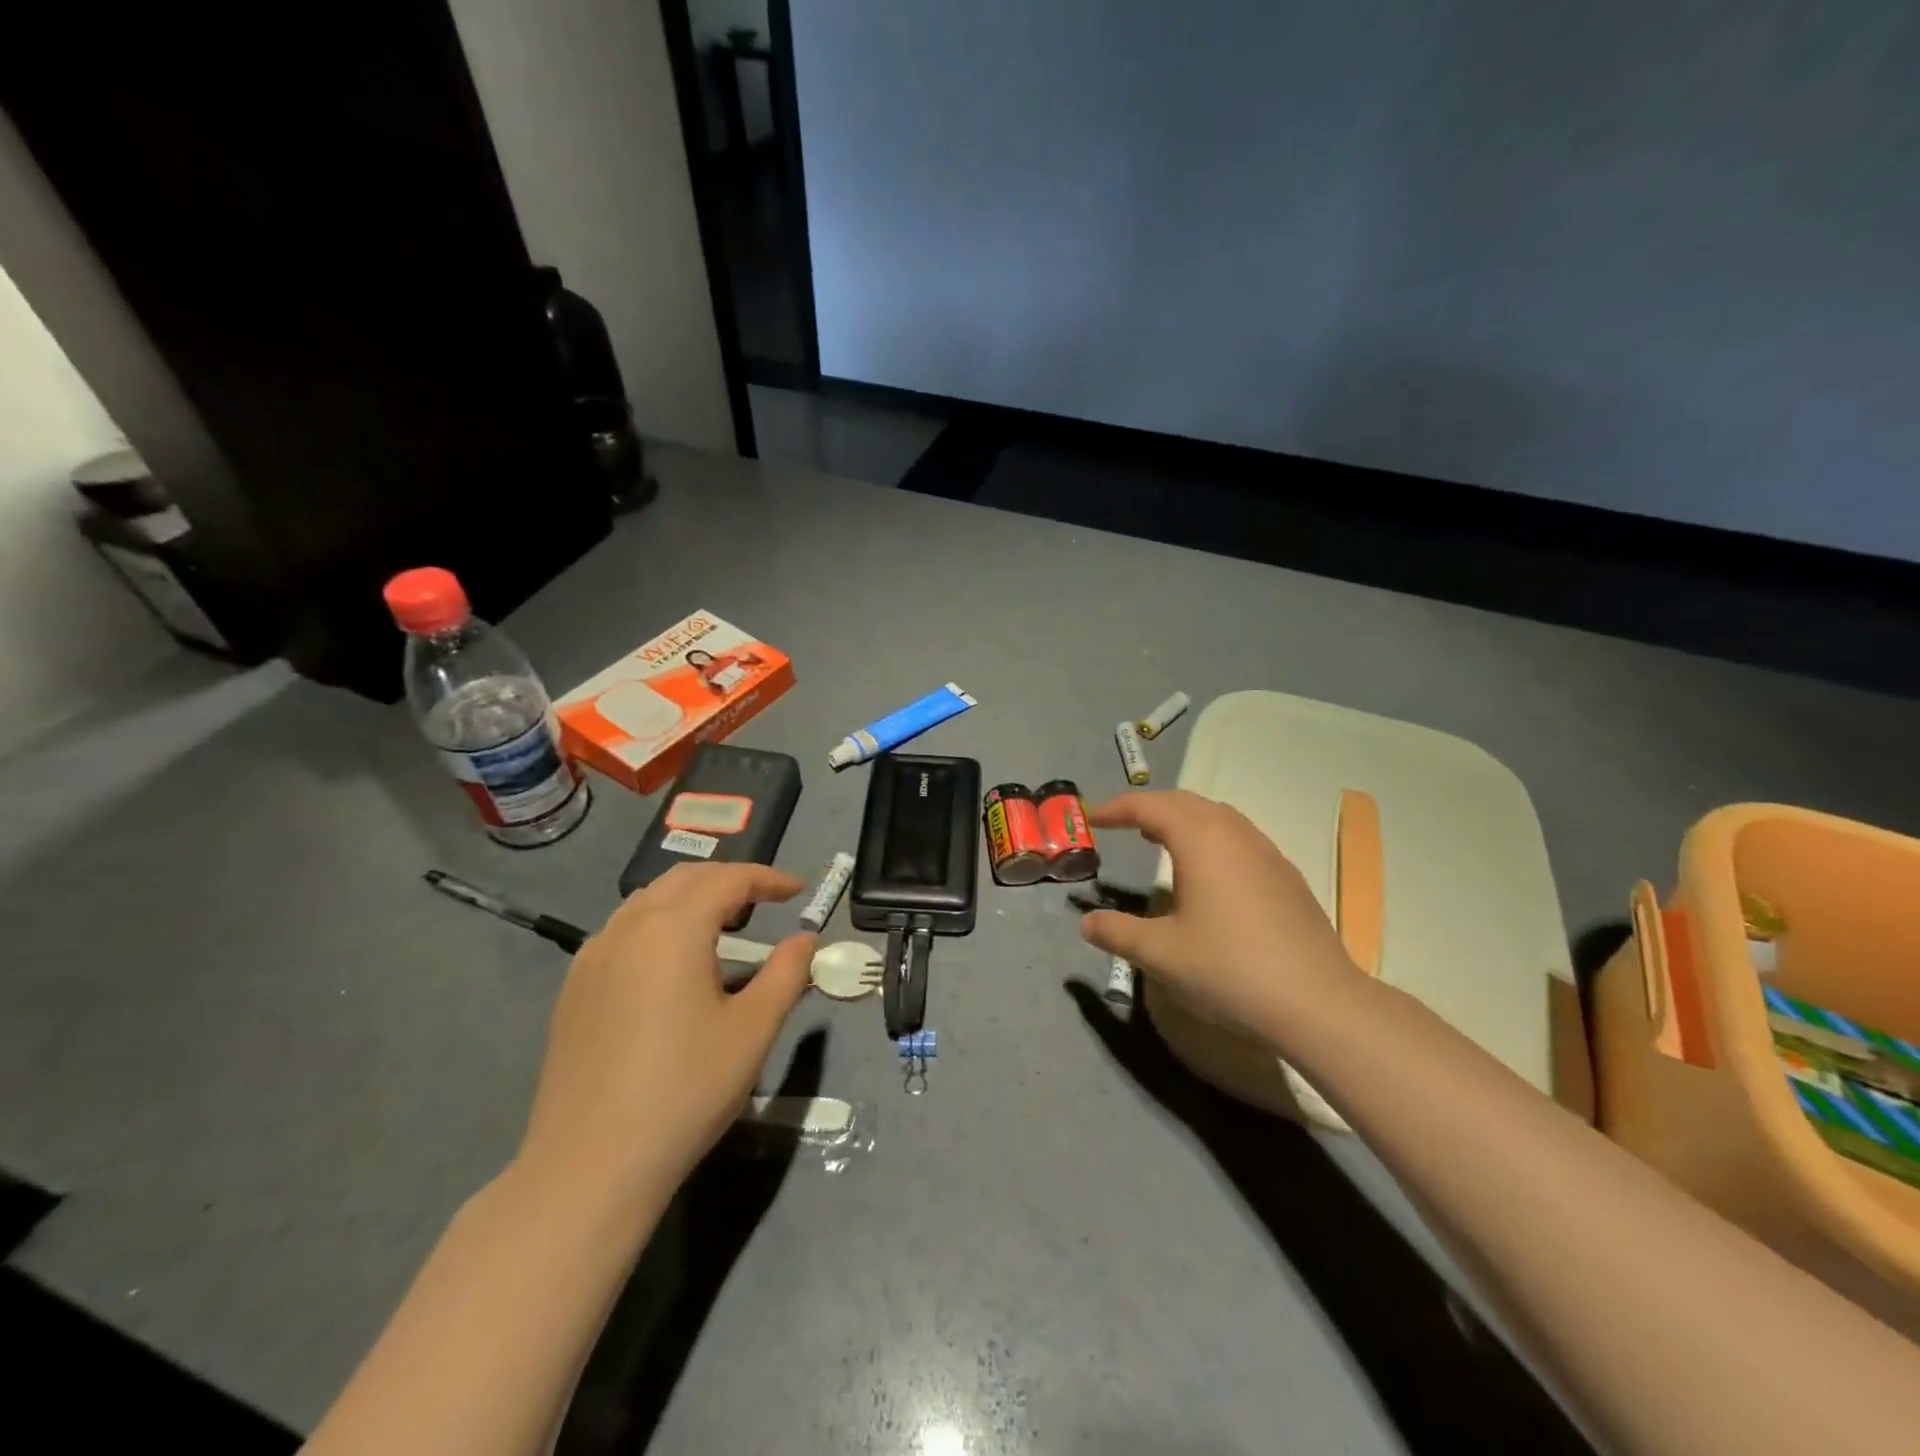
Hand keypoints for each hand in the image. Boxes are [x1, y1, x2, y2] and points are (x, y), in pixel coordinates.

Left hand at [515, 863, 814, 1214]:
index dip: (767, 878)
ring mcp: (592, 957)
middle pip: (685, 879)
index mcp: (674, 929)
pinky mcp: (574, 988)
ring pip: (648, 900)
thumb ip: (787, 973)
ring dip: (691, 898)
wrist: (590, 1166)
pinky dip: (658, 923)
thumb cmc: (685, 1091)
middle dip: (729, 880)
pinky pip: (623, 930)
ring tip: (723, 925)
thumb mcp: (753, 1030)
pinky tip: (671, 963)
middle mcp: (628, 927)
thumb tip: (805, 938)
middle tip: (765, 901)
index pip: (727, 880)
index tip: (798, 892)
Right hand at [1078, 790, 1354, 1037]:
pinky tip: (1208, 873)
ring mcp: (1267, 853)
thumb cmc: (1229, 970)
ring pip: (1218, 816)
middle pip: (1186, 802)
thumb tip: (1087, 922)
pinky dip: (1211, 838)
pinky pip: (1240, 838)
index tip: (1092, 819)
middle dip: (1149, 807)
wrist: (1317, 1003)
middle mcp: (1235, 835)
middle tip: (1122, 825)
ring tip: (1160, 840)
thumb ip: (1117, 932)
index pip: (1150, 807)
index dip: (1117, 808)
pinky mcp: (1287, 877)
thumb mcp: (1160, 954)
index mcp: (1201, 840)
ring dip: (1183, 819)